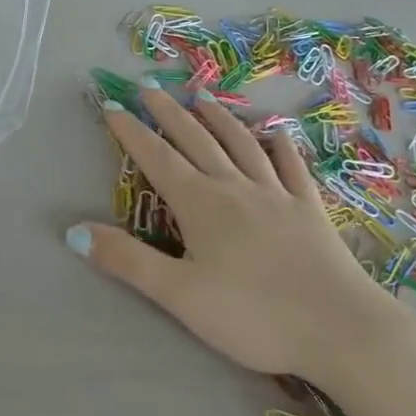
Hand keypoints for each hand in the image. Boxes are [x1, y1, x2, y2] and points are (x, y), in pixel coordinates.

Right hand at [69, 87, 399, 377]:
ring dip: (219, 117)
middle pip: (197, 139)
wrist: (340, 328)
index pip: (157, 158)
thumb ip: (128, 260)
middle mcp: (236, 187)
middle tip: (149, 86)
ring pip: (242, 144)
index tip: (112, 104)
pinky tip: (276, 133)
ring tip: (202, 95)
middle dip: (169, 112)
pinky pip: (291, 167)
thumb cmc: (253, 316)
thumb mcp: (179, 295)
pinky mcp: (309, 209)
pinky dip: (280, 146)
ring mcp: (277, 194)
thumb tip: (74, 231)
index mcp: (202, 205)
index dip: (131, 131)